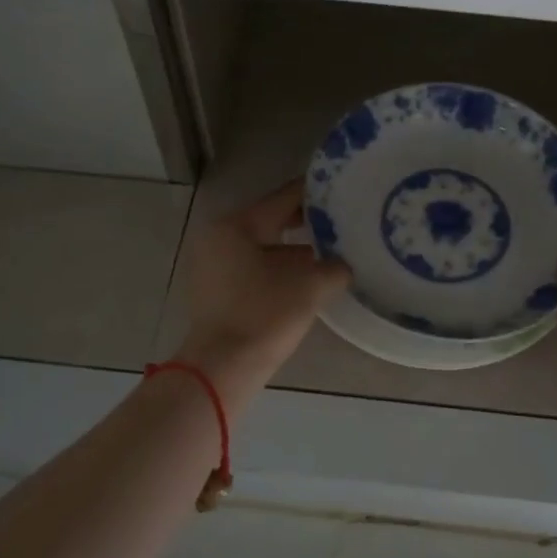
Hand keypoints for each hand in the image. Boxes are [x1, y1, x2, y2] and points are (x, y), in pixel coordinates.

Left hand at [175, 180, 349, 403]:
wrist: (222, 368)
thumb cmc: (264, 315)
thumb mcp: (311, 286)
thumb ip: (335, 266)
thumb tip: (344, 264)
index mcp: (237, 225)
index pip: (284, 198)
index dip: (316, 193)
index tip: (343, 189)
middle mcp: (219, 237)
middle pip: (272, 220)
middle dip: (307, 224)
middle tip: (342, 222)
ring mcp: (212, 265)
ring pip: (263, 246)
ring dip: (294, 250)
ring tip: (330, 253)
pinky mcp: (215, 290)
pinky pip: (252, 267)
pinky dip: (278, 268)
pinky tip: (306, 279)